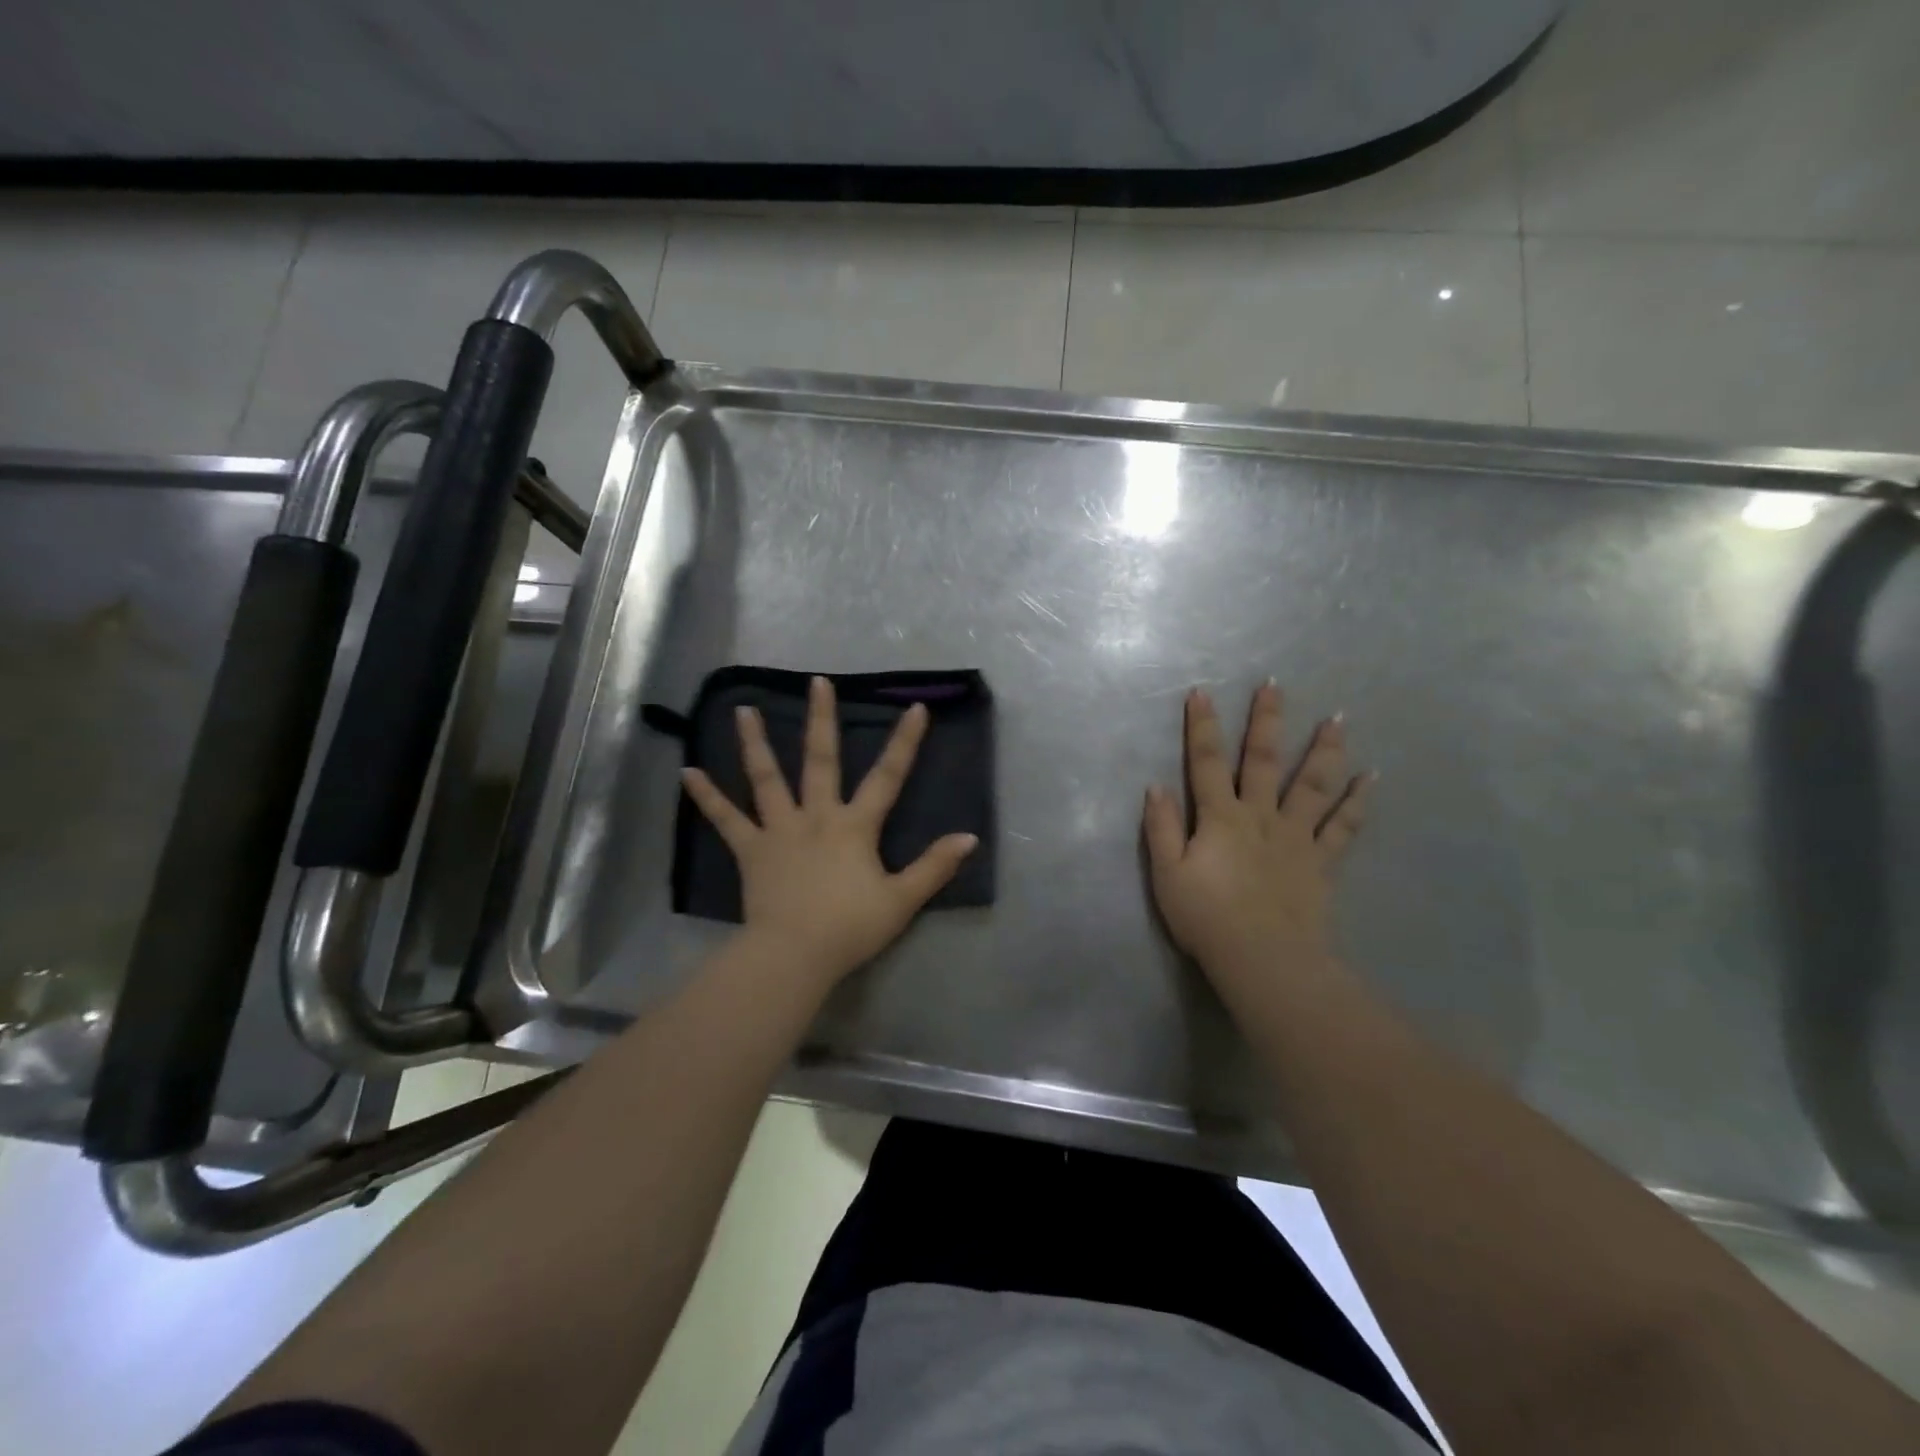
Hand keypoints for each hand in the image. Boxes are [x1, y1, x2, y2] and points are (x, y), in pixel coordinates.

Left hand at [681, 676, 978, 986]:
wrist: (795, 954)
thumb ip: (934, 867)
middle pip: (820, 760)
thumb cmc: (851, 927)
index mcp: (855, 826)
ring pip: (767, 779)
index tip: (915, 708)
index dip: (904, 742)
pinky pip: (726, 819)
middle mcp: (816, 816)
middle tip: (817, 682)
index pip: (887, 777)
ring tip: (743, 710)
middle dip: (822, 719)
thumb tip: (969, 837)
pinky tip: (688, 772)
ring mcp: (779, 830)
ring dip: (756, 743)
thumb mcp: (902, 900)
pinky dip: (707, 796)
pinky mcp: (751, 850)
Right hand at [1143, 683, 1371, 988]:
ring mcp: (1296, 837)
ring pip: (1313, 784)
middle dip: (1266, 721)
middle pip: (1264, 760)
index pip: (1207, 762)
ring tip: (1338, 719)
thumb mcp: (1167, 874)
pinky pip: (1343, 827)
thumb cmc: (1206, 917)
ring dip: (1324, 749)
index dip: (1202, 727)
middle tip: (1274, 686)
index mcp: (1221, 818)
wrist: (1263, 958)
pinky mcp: (1321, 862)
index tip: (1201, 692)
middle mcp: (1261, 816)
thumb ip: (1162, 828)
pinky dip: (1358, 802)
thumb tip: (1155, 786)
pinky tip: (1372, 778)